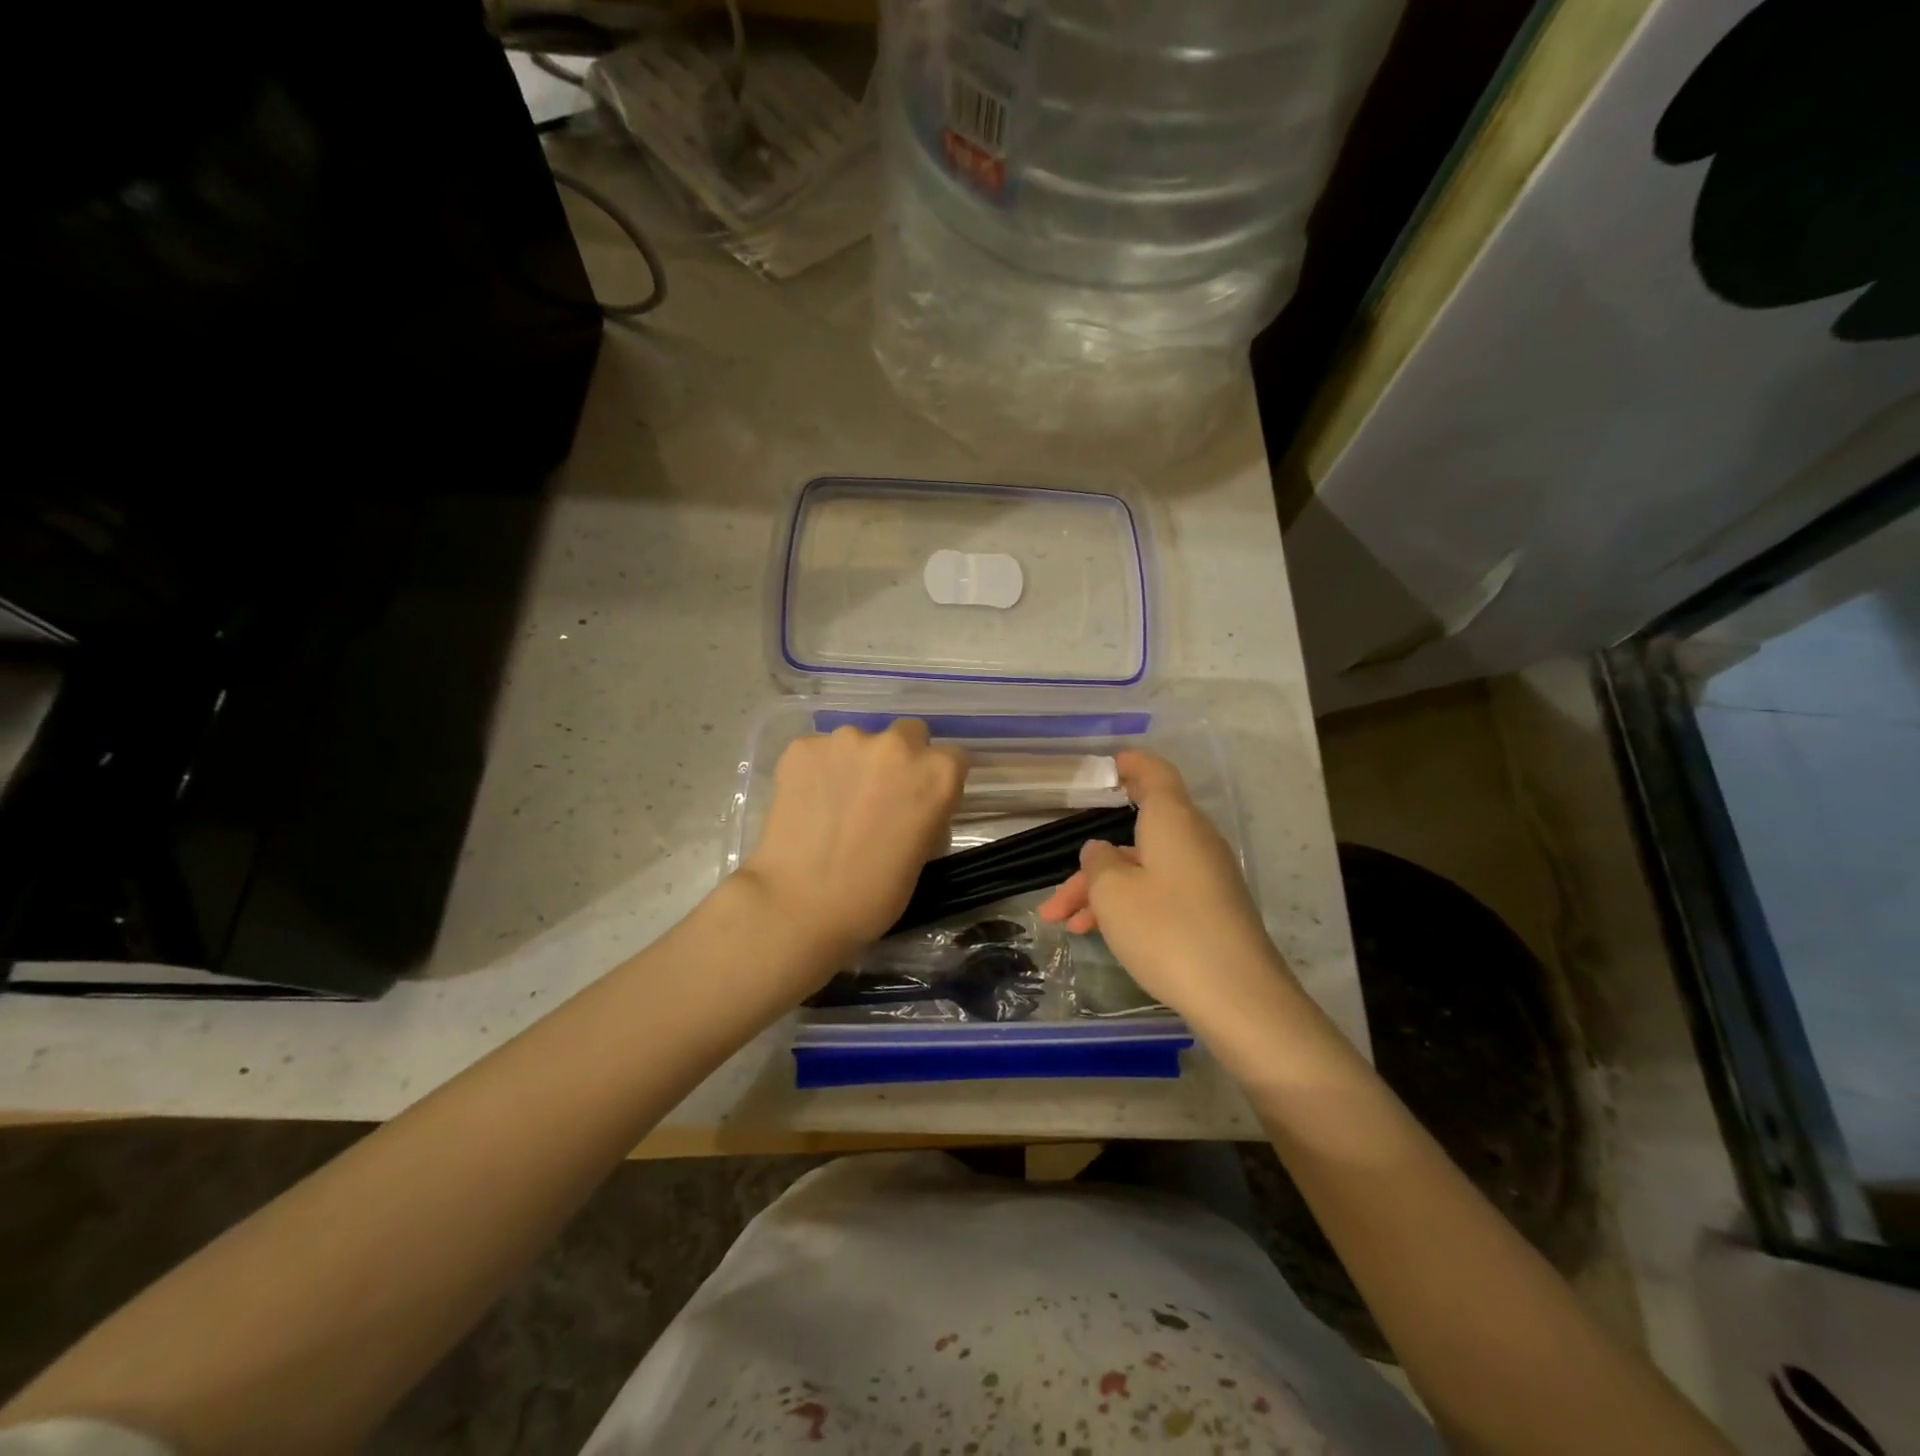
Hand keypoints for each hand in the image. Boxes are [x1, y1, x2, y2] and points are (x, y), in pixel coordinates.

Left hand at [736, 720, 965, 963]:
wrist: (798, 906)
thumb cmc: (873, 896)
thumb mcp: (922, 854)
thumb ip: (925, 813)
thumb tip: (910, 804)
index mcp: (937, 772)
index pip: (953, 758)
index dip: (937, 779)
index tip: (922, 800)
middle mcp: (896, 745)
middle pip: (909, 735)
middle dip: (900, 759)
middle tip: (880, 795)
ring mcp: (845, 740)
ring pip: (859, 742)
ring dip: (855, 763)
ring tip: (836, 803)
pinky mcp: (802, 747)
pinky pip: (819, 752)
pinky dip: (817, 770)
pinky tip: (807, 803)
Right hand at [1038, 750, 1297, 1028]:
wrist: (1239, 997)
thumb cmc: (1167, 930)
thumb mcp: (1113, 892)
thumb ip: (1097, 863)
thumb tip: (1101, 851)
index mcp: (1173, 820)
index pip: (1154, 774)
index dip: (1131, 764)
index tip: (1107, 765)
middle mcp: (1193, 840)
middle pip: (1136, 835)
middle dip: (1091, 865)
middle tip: (1055, 899)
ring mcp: (1205, 877)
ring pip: (1142, 870)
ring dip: (1102, 894)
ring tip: (1066, 925)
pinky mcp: (1211, 910)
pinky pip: (1160, 893)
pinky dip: (1128, 906)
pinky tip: (1100, 935)